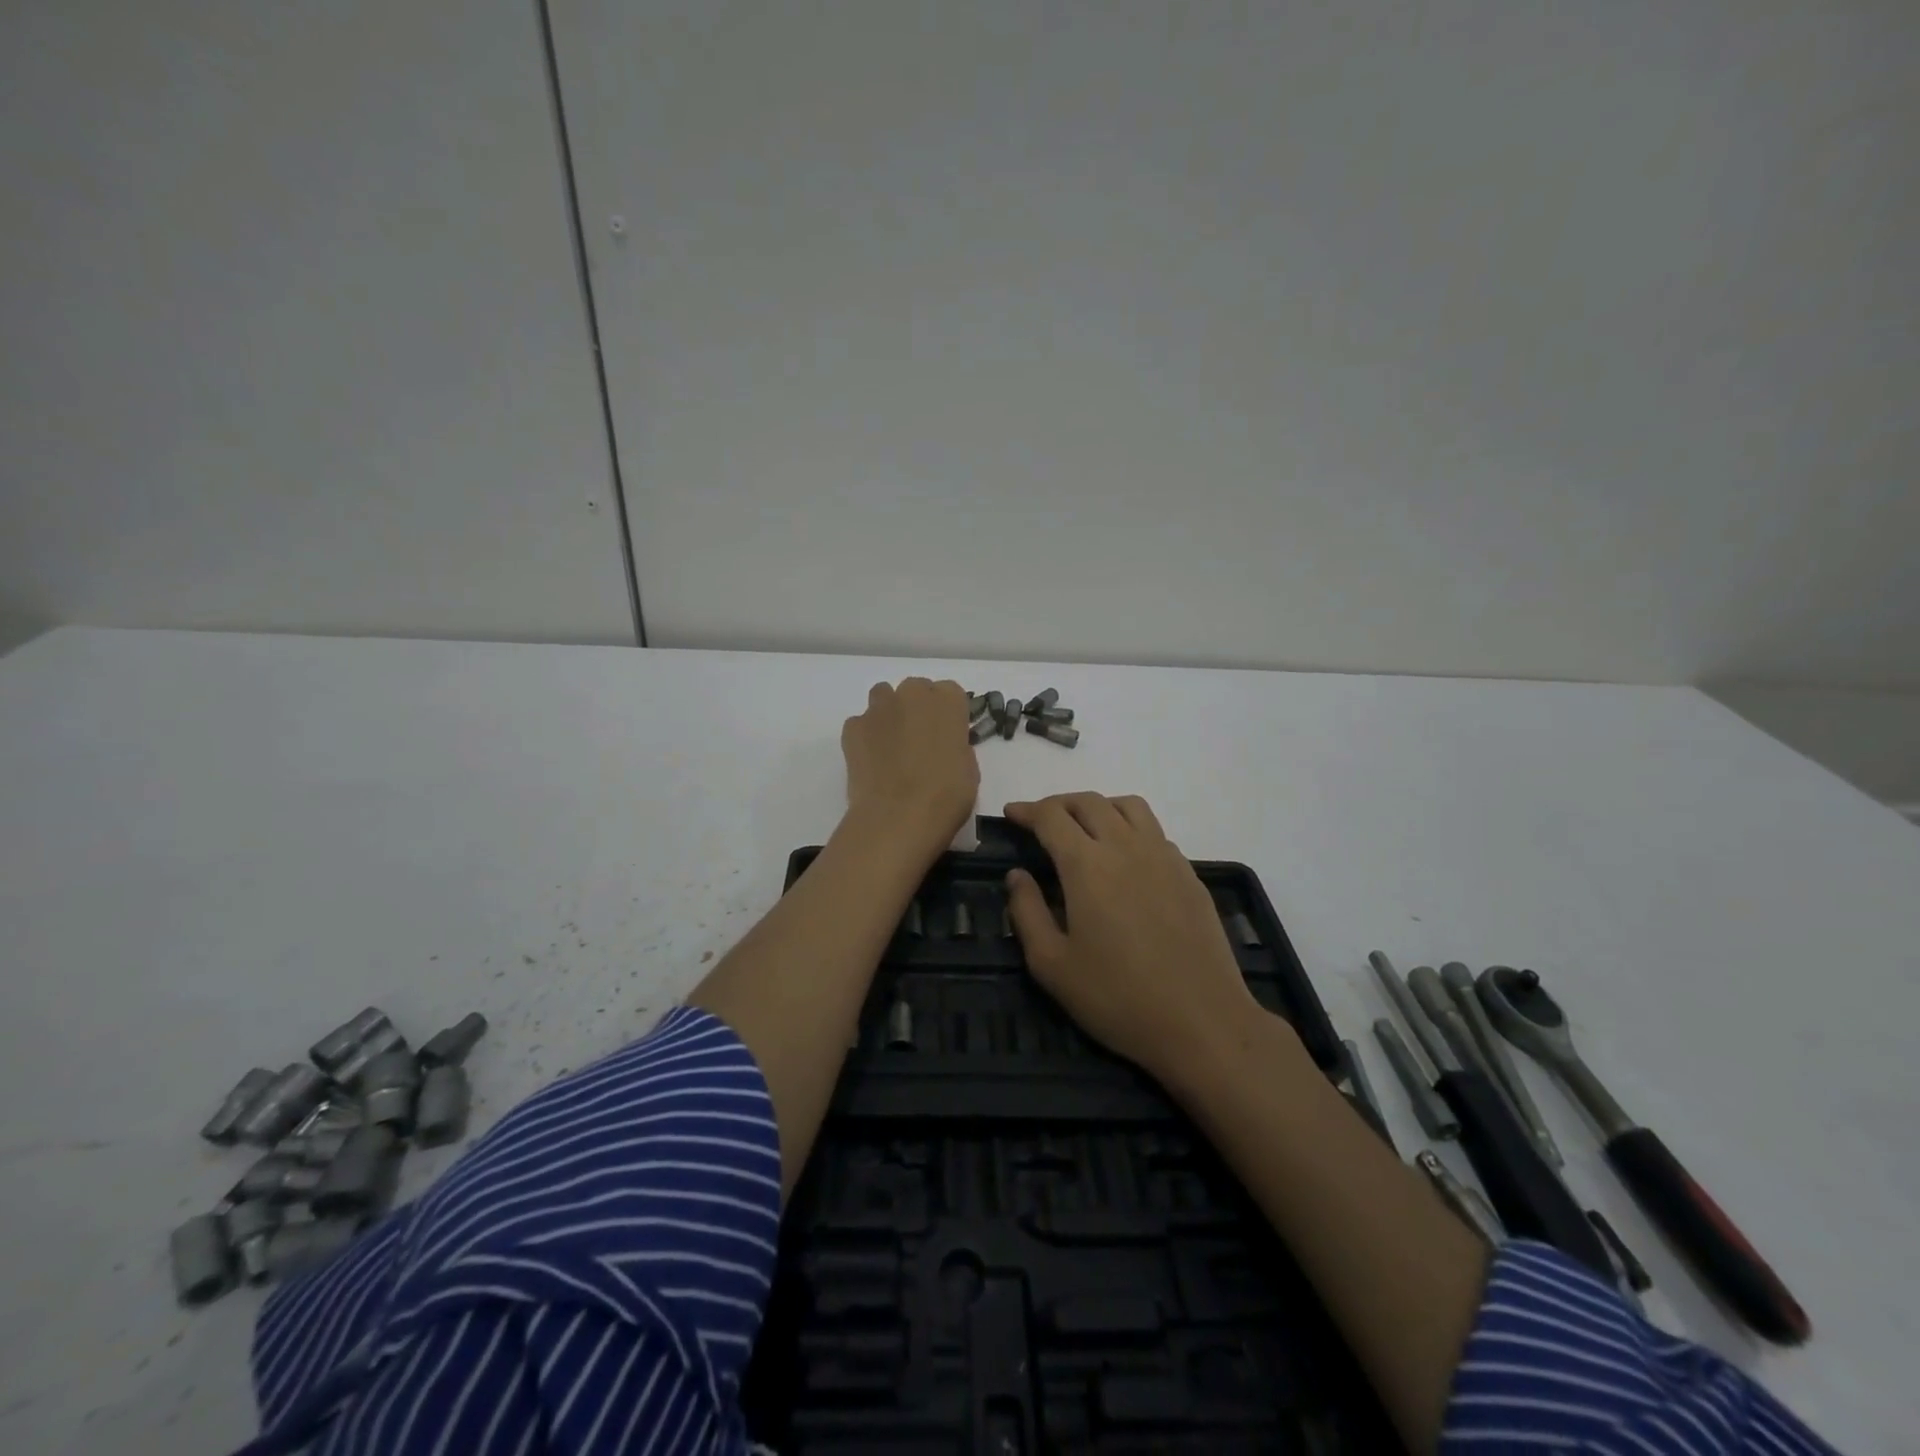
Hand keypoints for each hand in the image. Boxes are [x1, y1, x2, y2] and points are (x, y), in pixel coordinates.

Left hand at [841, 678, 978, 857]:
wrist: (898, 818)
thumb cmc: (946, 796)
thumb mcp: (969, 769)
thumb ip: (956, 746)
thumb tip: (943, 747)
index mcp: (948, 701)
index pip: (950, 693)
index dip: (948, 715)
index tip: (947, 736)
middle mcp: (912, 694)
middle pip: (916, 690)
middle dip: (917, 709)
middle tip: (919, 742)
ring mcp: (879, 708)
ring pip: (884, 697)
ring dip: (889, 714)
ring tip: (892, 747)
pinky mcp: (853, 727)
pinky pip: (861, 723)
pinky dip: (866, 736)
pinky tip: (871, 761)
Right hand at [1004, 793, 1263, 1083]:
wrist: (1202, 1021)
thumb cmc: (1117, 997)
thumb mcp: (1051, 965)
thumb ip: (1027, 912)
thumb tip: (1017, 875)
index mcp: (1087, 864)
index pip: (1051, 816)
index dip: (1026, 810)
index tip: (1011, 814)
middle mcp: (1126, 846)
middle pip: (1089, 802)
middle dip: (1058, 804)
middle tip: (1040, 821)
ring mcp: (1164, 856)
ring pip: (1128, 806)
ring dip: (1098, 807)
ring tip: (1084, 828)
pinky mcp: (1189, 874)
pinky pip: (1154, 831)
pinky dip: (1130, 828)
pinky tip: (1125, 859)